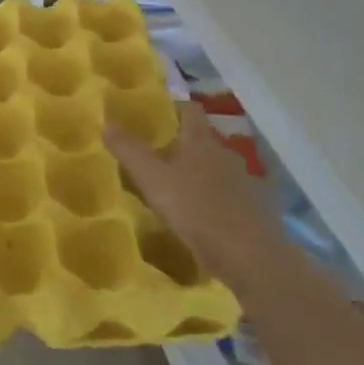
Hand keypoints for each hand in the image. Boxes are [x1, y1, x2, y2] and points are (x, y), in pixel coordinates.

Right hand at [105, 101, 278, 267]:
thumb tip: (106, 124)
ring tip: (177, 190)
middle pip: (204, 141)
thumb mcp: (153, 180)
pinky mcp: (257, 211)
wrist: (251, 257)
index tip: (157, 114)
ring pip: (218, 170)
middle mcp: (226, 155)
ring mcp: (246, 183)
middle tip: (158, 156)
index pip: (190, 110)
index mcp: (201, 142)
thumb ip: (129, 151)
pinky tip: (203, 218)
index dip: (175, 108)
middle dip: (183, 146)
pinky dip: (216, 201)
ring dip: (200, 175)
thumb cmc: (197, 210)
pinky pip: (231, 197)